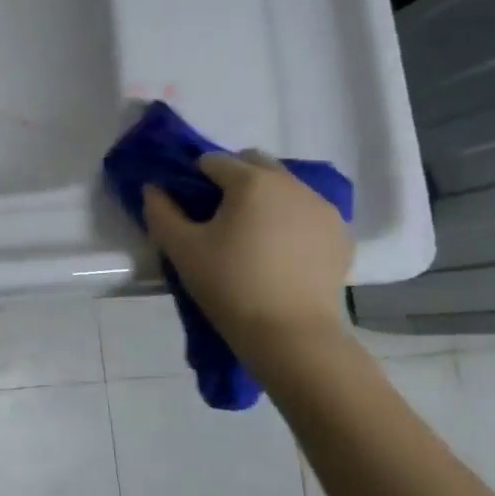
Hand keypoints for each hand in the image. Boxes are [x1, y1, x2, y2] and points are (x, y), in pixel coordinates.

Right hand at [143, 150, 352, 350]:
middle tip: (218, 218)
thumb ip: (161, 211)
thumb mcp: (181, 249)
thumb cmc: (229, 285)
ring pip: (284, 185)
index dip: (194, 178)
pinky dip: (290, 218)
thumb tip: (154, 188)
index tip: (188, 207)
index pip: (213, 161)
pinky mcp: (340, 232)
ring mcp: (322, 207)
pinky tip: (280, 251)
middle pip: (254, 163)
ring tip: (251, 236)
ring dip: (264, 197)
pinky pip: (307, 210)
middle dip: (233, 179)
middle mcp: (292, 183)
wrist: (290, 334)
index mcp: (251, 181)